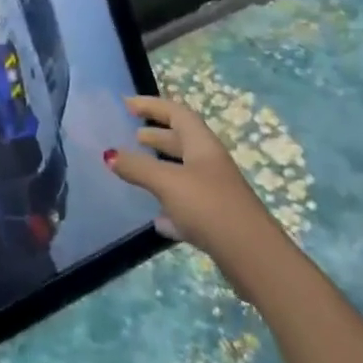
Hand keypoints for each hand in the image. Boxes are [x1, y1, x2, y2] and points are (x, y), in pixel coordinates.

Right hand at [105, 94, 267, 256]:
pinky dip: (170, 206)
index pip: (176, 113)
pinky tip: (157, 219)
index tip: (127, 104)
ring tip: (138, 170)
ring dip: (161, 168)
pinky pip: (187, 205)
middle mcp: (210, 163)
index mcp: (202, 145)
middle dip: (157, 135)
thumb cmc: (209, 206)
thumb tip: (109, 154)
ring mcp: (215, 192)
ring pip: (183, 172)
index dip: (152, 105)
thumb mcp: (167, 182)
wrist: (253, 258)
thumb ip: (137, 167)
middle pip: (181, 141)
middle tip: (133, 135)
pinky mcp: (216, 221)